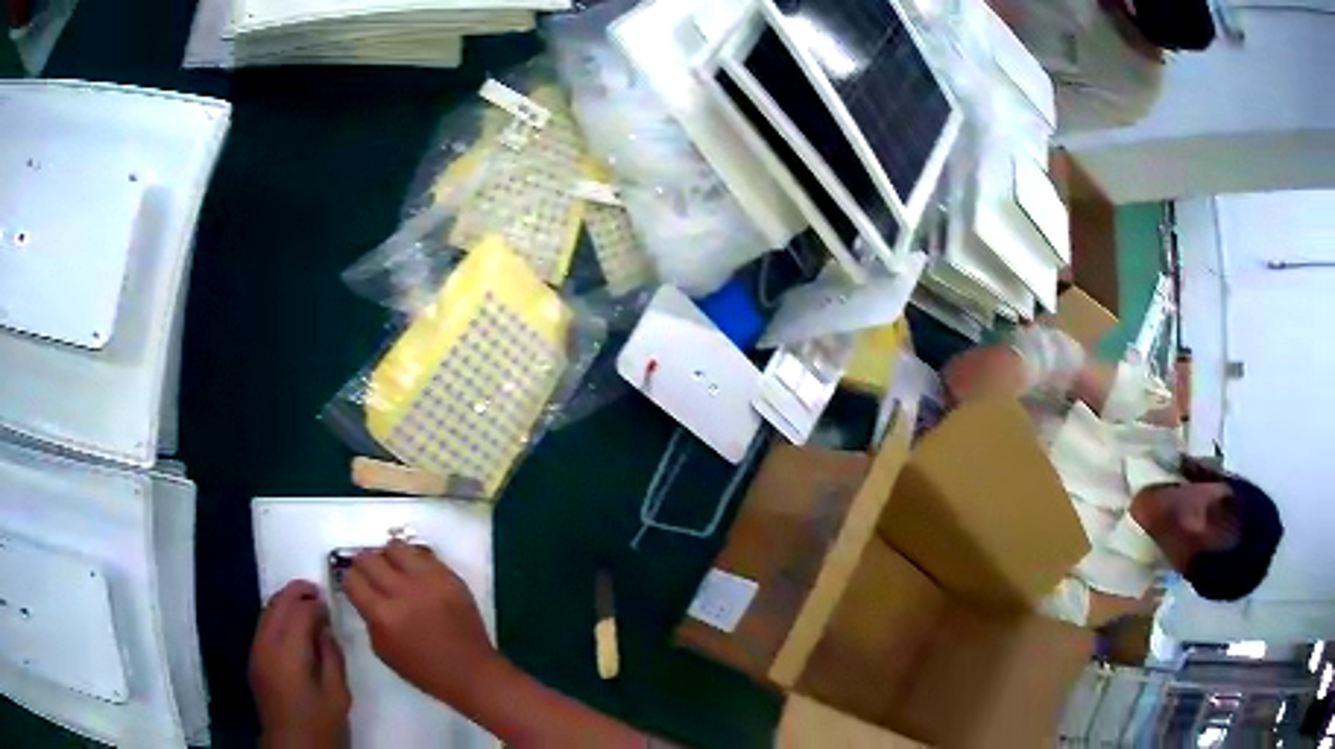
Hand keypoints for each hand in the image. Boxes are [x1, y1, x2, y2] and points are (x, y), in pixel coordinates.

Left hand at [250, 581, 350, 748]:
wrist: (291, 745)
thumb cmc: (320, 723)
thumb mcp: (338, 694)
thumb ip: (332, 657)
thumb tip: (325, 629)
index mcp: (289, 653)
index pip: (300, 612)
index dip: (316, 605)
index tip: (330, 606)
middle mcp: (267, 644)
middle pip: (278, 604)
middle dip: (296, 593)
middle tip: (317, 591)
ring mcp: (256, 650)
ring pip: (267, 611)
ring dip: (285, 602)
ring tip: (305, 605)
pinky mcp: (254, 658)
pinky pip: (263, 625)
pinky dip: (277, 616)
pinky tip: (292, 627)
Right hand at [343, 540, 499, 708]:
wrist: (470, 671)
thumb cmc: (423, 670)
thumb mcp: (383, 649)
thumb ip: (369, 617)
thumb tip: (363, 593)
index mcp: (384, 615)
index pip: (352, 579)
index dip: (349, 579)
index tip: (353, 583)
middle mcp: (403, 592)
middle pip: (369, 558)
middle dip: (363, 564)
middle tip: (369, 574)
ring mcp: (429, 581)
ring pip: (395, 548)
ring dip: (388, 556)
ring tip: (392, 569)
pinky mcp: (450, 577)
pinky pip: (423, 554)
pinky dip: (413, 560)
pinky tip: (414, 573)